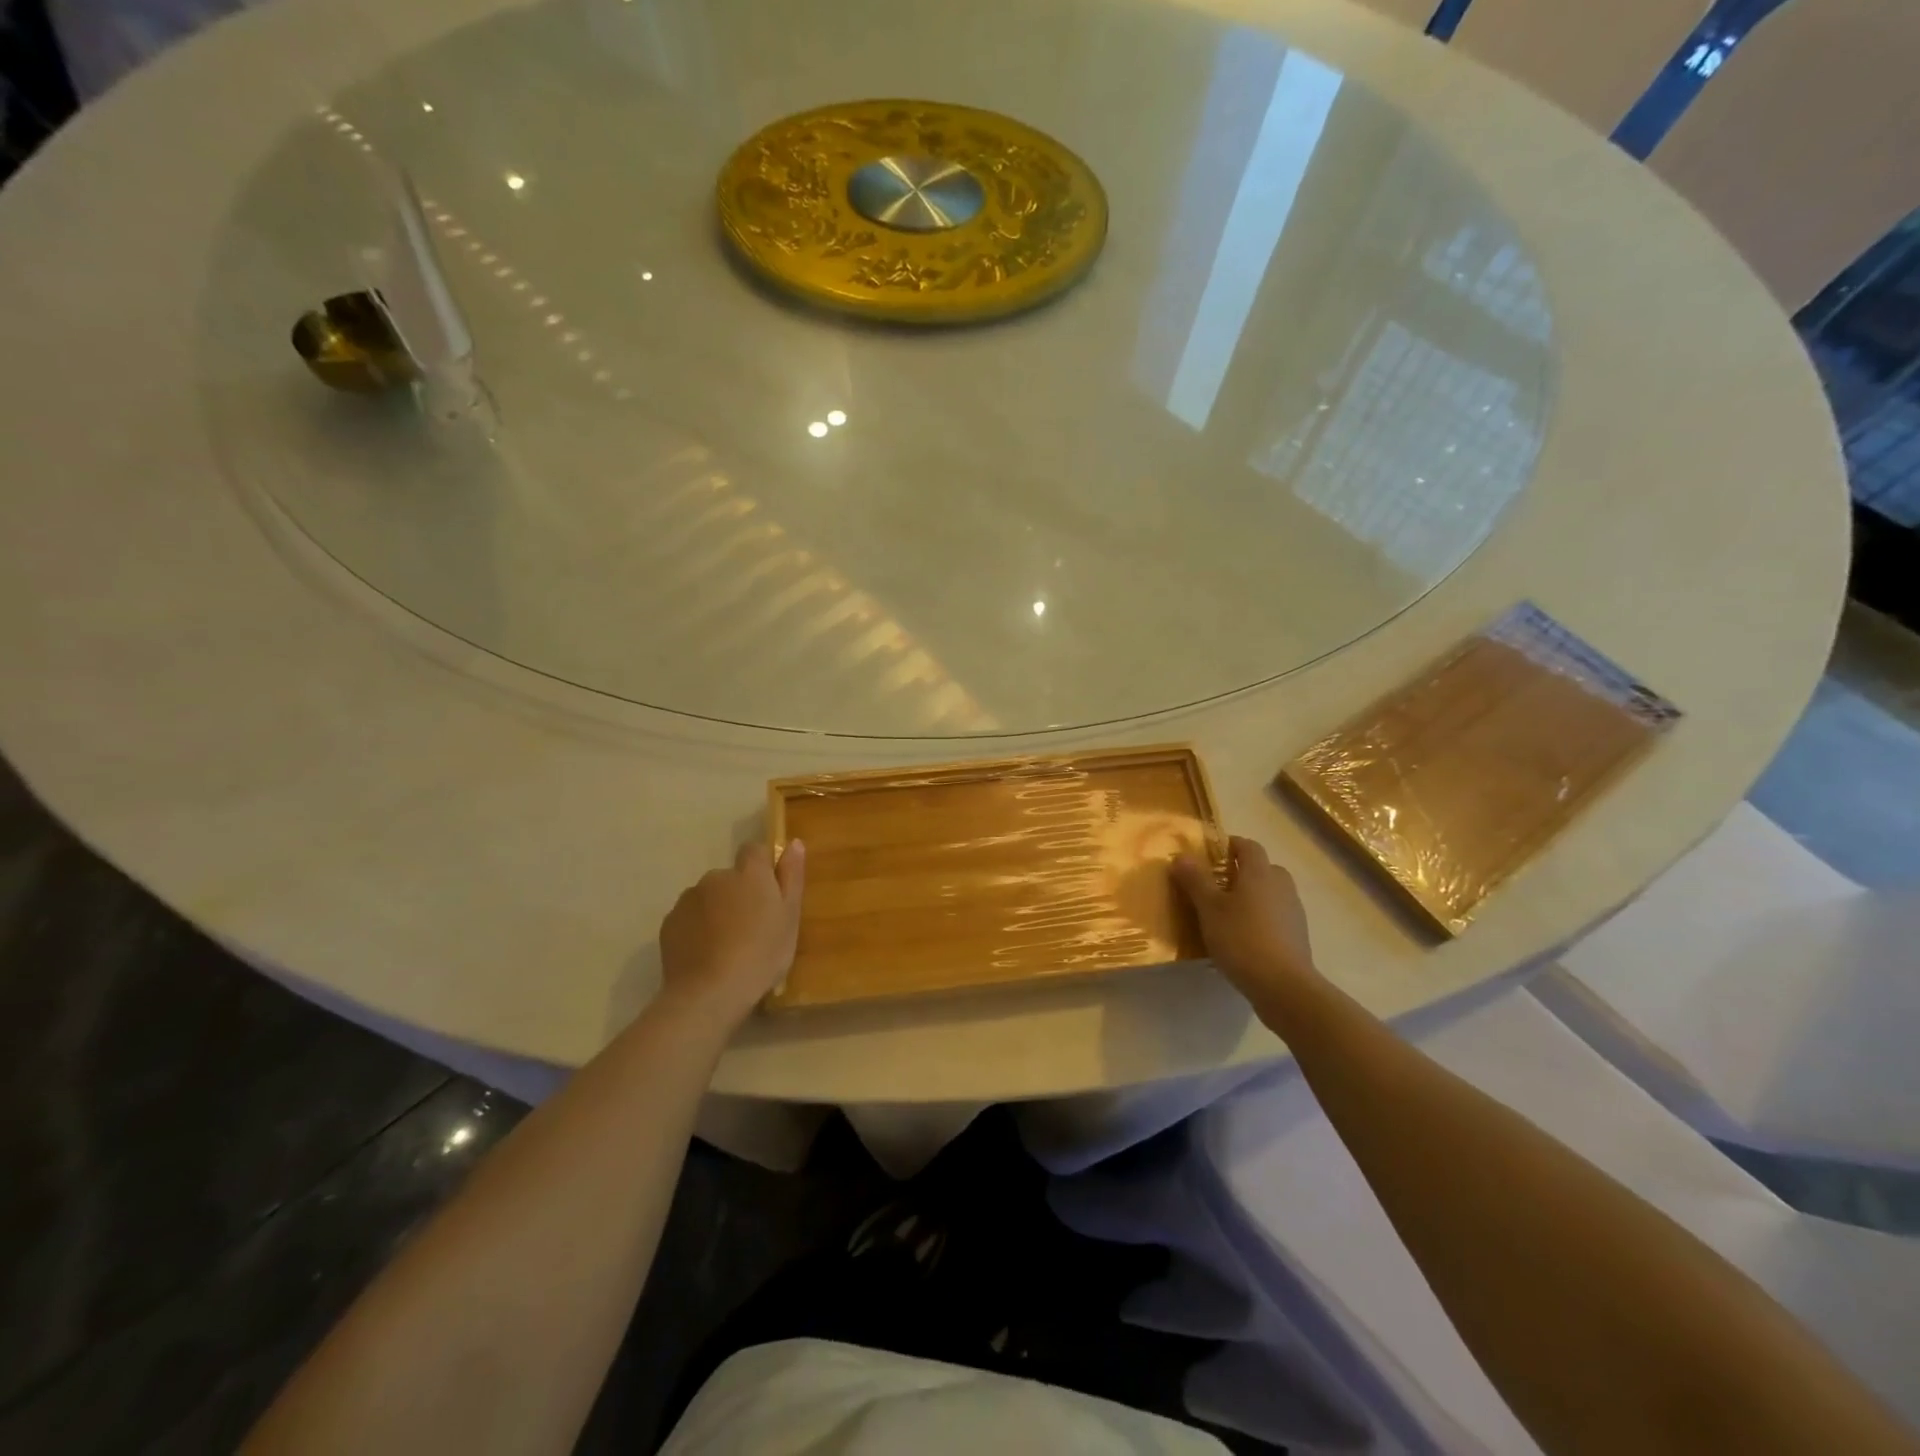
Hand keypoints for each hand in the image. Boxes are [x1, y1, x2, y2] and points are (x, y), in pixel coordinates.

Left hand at [658, 840, 805, 1025]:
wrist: (710, 993)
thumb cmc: (762, 954)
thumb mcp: (790, 917)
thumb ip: (791, 876)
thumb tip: (794, 842)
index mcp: (749, 873)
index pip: (754, 850)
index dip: (762, 867)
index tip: (769, 893)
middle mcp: (716, 877)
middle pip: (730, 877)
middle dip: (738, 894)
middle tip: (751, 928)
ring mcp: (688, 899)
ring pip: (708, 898)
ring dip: (717, 911)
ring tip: (726, 946)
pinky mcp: (669, 922)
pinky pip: (689, 918)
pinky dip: (697, 929)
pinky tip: (706, 955)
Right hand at [1172, 836, 1320, 1007]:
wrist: (1283, 986)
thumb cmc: (1241, 939)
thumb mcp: (1209, 908)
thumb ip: (1195, 880)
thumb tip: (1181, 856)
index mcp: (1260, 873)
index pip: (1248, 846)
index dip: (1230, 845)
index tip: (1211, 853)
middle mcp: (1281, 886)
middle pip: (1263, 868)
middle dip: (1242, 872)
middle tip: (1217, 885)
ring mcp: (1293, 911)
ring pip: (1270, 893)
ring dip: (1252, 896)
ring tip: (1227, 914)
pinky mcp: (1297, 936)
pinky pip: (1276, 916)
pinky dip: (1261, 918)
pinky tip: (1244, 938)